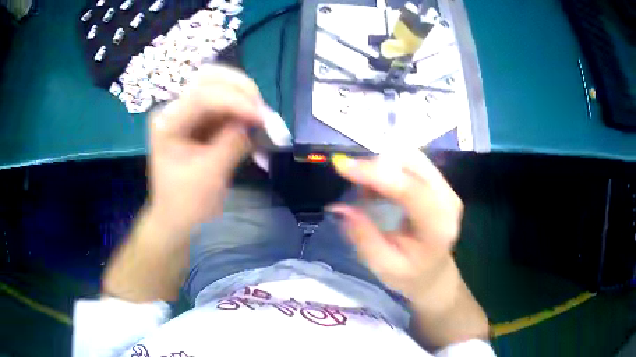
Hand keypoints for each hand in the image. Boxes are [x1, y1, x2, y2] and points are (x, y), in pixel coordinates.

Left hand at [147, 65, 264, 232]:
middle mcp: (173, 109)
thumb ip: (232, 142)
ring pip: (219, 85)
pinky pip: (224, 103)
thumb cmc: (187, 205)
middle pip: (209, 78)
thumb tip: (257, 120)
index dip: (236, 102)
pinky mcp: (198, 119)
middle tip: (262, 112)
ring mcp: (185, 111)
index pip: (202, 96)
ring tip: (262, 119)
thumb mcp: (210, 176)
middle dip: (241, 90)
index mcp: (166, 123)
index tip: (263, 119)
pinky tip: (254, 123)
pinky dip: (242, 110)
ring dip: (245, 98)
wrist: (176, 221)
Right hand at [330, 150, 463, 301]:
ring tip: (364, 184)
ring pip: (413, 157)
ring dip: (383, 163)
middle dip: (377, 163)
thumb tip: (338, 207)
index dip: (376, 174)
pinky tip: (377, 184)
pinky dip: (390, 165)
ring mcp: (447, 189)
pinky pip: (413, 162)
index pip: (410, 190)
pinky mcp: (440, 183)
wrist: (434, 272)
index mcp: (437, 227)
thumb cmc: (409, 275)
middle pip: (414, 163)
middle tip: (350, 175)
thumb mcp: (382, 266)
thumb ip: (363, 237)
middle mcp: (448, 201)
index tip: (342, 166)